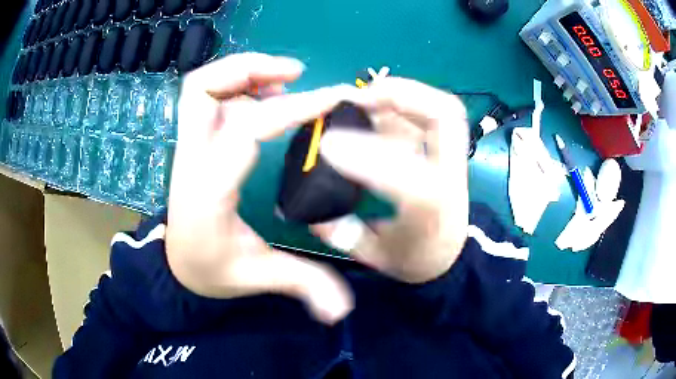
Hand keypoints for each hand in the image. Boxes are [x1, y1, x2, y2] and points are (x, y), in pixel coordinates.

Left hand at [166, 53, 364, 323]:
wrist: (176, 265)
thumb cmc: (211, 269)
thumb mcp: (255, 277)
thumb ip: (301, 285)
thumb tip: (343, 311)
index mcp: (208, 188)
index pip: (245, 129)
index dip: (293, 108)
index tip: (333, 100)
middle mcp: (193, 157)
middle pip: (201, 88)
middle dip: (249, 69)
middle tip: (296, 73)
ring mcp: (190, 145)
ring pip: (200, 86)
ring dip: (243, 72)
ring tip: (286, 78)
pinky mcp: (196, 142)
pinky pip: (209, 97)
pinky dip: (238, 85)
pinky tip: (267, 97)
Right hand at [313, 77, 469, 283]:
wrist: (452, 254)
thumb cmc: (417, 258)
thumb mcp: (377, 257)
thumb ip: (344, 236)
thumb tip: (313, 212)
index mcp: (432, 211)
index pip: (408, 178)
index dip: (366, 157)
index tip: (327, 145)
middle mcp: (450, 177)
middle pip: (444, 118)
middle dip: (401, 95)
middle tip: (359, 96)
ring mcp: (452, 159)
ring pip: (443, 108)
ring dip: (404, 92)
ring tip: (366, 95)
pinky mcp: (446, 150)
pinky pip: (434, 114)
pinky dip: (406, 102)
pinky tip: (379, 109)